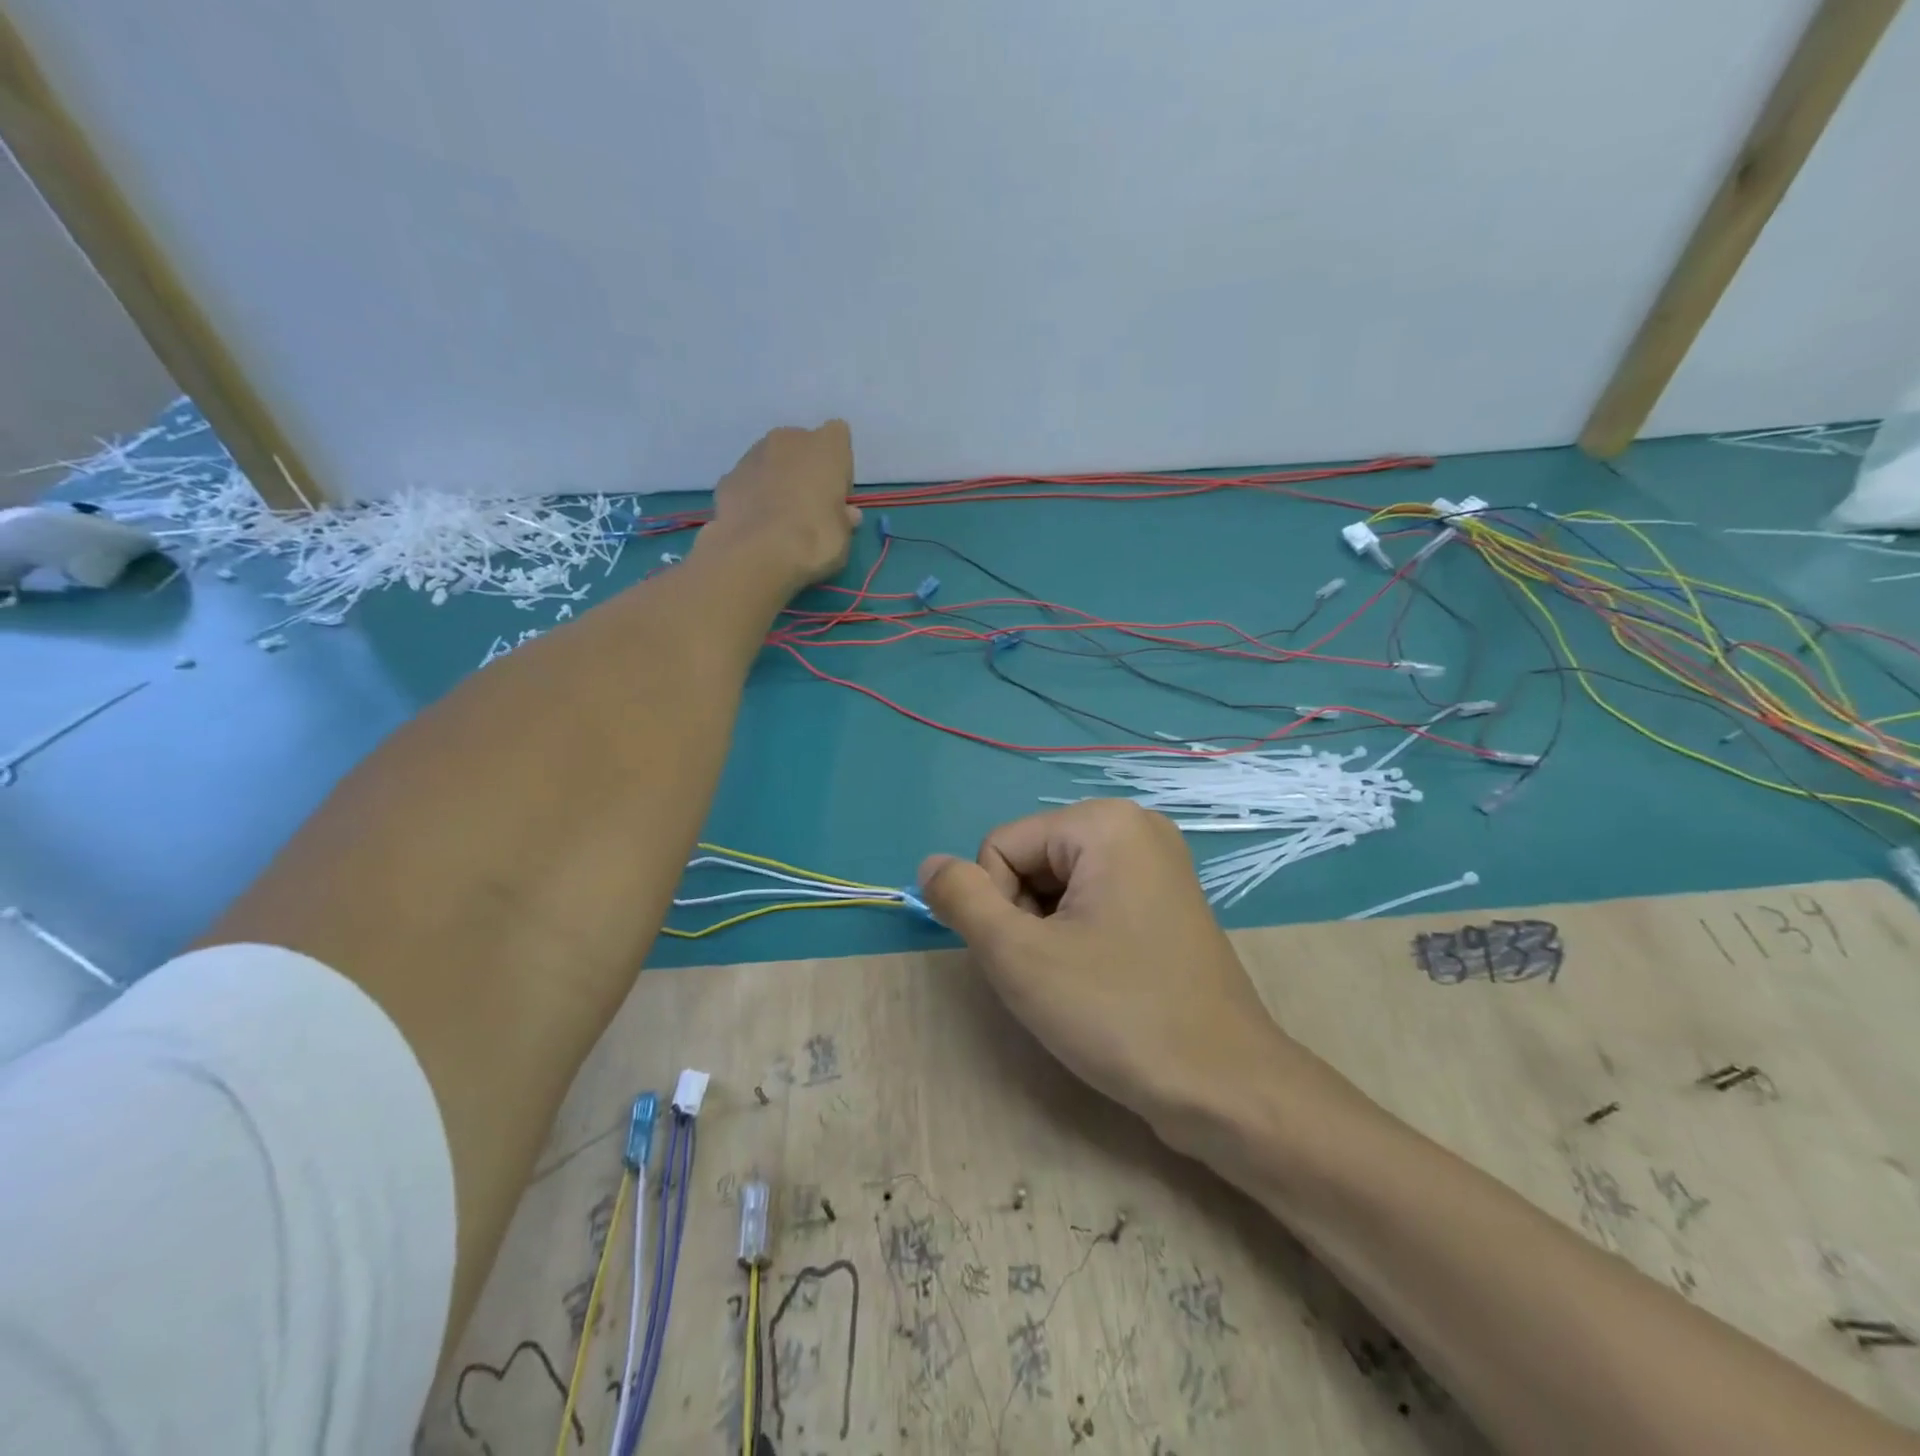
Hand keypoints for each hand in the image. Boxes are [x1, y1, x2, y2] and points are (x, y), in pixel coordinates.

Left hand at [704, 420, 860, 592]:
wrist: (755, 554)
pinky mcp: (727, 477)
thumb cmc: (814, 539)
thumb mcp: (843, 536)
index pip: (838, 436)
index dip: (839, 465)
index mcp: (825, 446)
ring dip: (778, 480)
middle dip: (806, 468)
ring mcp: (753, 455)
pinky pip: (749, 482)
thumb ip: (844, 519)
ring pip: (772, 460)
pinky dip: (753, 496)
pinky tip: (756, 523)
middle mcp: (788, 439)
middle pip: (802, 445)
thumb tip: (847, 515)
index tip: (837, 494)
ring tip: (779, 518)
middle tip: (809, 505)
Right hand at [919, 800, 1305, 1144]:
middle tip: (1056, 974)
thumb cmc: (1118, 1014)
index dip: (998, 907)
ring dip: (1047, 934)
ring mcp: (1157, 864)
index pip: (1000, 846)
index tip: (1032, 958)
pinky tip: (1101, 981)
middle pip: (1031, 861)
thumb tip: (929, 863)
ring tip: (1079, 982)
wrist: (1225, 1088)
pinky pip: (1092, 902)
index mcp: (1105, 822)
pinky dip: (1078, 939)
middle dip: (1024, 918)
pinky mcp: (1165, 901)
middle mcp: (1135, 827)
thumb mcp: (1019, 956)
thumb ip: (962, 899)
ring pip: (1057, 886)